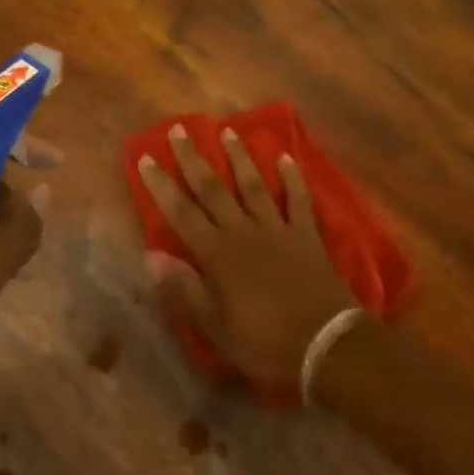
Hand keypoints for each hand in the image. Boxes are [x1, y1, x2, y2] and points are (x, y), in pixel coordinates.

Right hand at [136, 125, 355, 388]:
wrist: (327, 345)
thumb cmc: (264, 342)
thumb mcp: (214, 326)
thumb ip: (183, 289)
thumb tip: (150, 257)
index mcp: (217, 254)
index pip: (181, 212)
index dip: (161, 185)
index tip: (146, 158)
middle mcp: (243, 233)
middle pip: (213, 189)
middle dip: (194, 158)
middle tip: (180, 128)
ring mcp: (278, 230)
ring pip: (253, 186)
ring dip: (240, 157)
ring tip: (229, 131)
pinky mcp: (307, 236)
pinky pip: (298, 200)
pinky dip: (292, 178)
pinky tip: (285, 158)